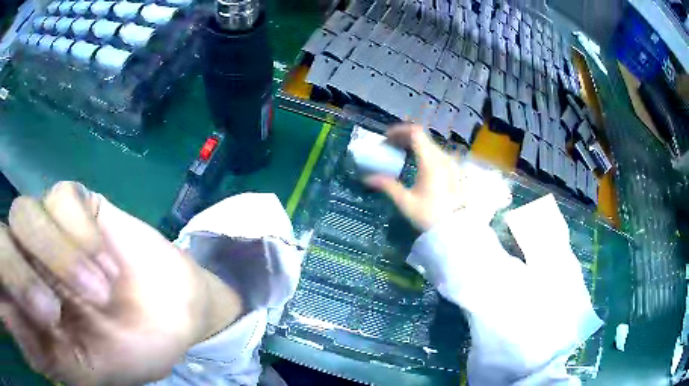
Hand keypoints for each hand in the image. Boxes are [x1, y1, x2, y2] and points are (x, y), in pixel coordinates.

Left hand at [0, 182, 241, 384]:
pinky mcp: (77, 204)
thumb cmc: (131, 350)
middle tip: (52, 314)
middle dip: (21, 276)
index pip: (7, 276)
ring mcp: (49, 226)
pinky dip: (83, 232)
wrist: (175, 310)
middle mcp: (29, 258)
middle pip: (4, 241)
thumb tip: (34, 351)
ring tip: (101, 292)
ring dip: (60, 257)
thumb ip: (52, 360)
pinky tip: (108, 262)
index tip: (37, 323)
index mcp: (29, 302)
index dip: (10, 287)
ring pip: (24, 213)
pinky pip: (63, 198)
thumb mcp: (89, 370)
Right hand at [365, 124, 464, 231]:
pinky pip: (438, 154)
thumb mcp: (406, 202)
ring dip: (415, 145)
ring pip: (431, 145)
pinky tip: (418, 165)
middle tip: (390, 146)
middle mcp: (443, 157)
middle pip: (423, 137)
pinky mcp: (456, 171)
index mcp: (431, 161)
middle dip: (404, 138)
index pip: (415, 133)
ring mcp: (452, 163)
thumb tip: (367, 178)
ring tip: (402, 155)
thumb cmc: (429, 215)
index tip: (387, 138)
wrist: (454, 230)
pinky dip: (425, 153)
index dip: (399, 130)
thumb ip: (387, 186)